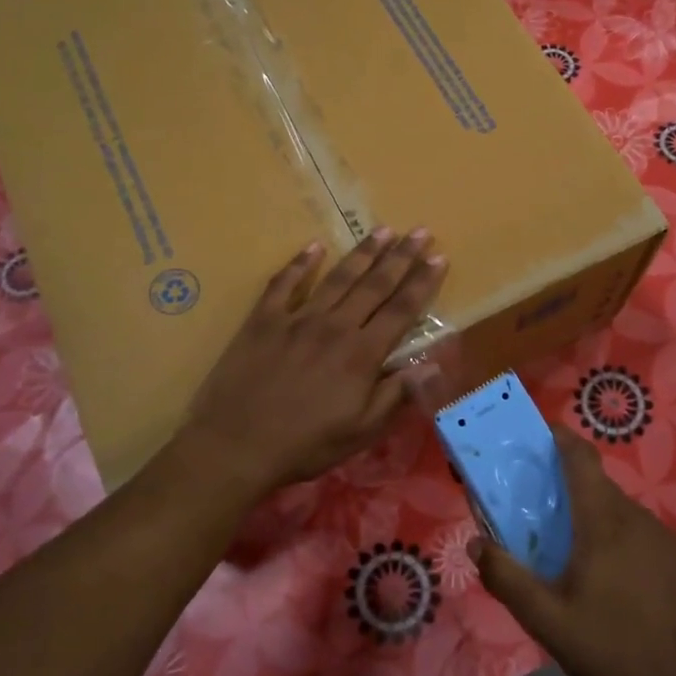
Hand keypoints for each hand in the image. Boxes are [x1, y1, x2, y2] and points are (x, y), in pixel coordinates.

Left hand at [181, 229, 446, 497]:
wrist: (235, 445)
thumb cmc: (304, 444)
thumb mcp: (360, 432)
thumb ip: (396, 394)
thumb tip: (431, 364)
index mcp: (361, 354)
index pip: (401, 310)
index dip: (423, 283)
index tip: (439, 258)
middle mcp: (335, 326)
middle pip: (375, 284)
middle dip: (401, 256)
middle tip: (420, 231)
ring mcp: (297, 318)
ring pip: (337, 277)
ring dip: (363, 252)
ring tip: (383, 229)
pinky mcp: (263, 320)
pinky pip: (284, 283)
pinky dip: (300, 263)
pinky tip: (314, 247)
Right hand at [474, 428, 675, 675]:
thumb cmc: (609, 647)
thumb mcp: (546, 619)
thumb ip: (506, 578)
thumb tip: (475, 544)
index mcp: (603, 521)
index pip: (582, 458)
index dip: (561, 437)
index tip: (538, 432)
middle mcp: (636, 517)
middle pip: (598, 484)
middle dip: (568, 484)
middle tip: (539, 504)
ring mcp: (663, 538)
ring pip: (619, 509)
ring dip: (592, 513)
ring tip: (569, 545)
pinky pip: (639, 531)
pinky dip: (616, 535)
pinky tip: (608, 574)